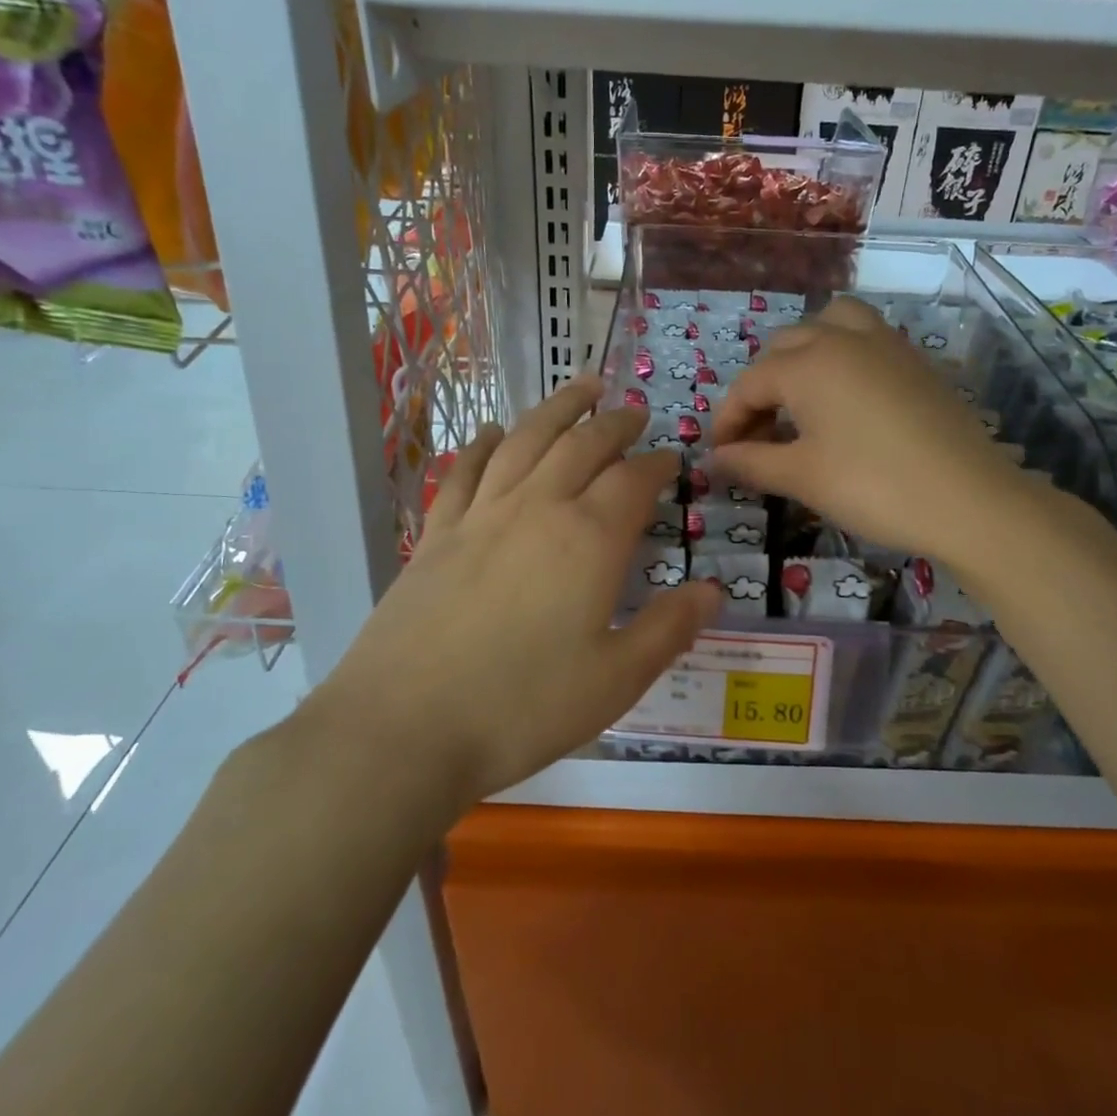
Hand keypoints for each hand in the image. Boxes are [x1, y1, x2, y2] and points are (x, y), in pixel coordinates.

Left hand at [309, 377, 721, 811]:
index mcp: (589, 540)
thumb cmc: (522, 707)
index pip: (633, 481)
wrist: (403, 727)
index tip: (673, 460)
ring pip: (526, 440)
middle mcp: (537, 509)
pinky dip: (484, 444)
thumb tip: (713, 591)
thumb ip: (669, 629)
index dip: (658, 465)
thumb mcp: (616, 680)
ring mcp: (480, 516)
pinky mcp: (437, 534)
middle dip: (614, 423)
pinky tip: (494, 432)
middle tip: (633, 411)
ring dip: (558, 409)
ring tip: (581, 388)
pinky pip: (465, 471)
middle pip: (582, 445)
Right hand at [710, 296, 1023, 562]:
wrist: (968, 498)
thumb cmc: (872, 486)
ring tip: (799, 397)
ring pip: (828, 325)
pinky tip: (845, 398)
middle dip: (760, 388)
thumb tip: (713, 460)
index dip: (727, 420)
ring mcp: (884, 343)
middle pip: (783, 348)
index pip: (749, 383)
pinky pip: (864, 337)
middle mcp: (841, 338)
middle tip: (758, 436)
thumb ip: (751, 462)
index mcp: (807, 364)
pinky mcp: (914, 359)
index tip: (721, 455)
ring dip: (802, 353)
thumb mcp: (802, 477)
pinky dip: (841, 354)